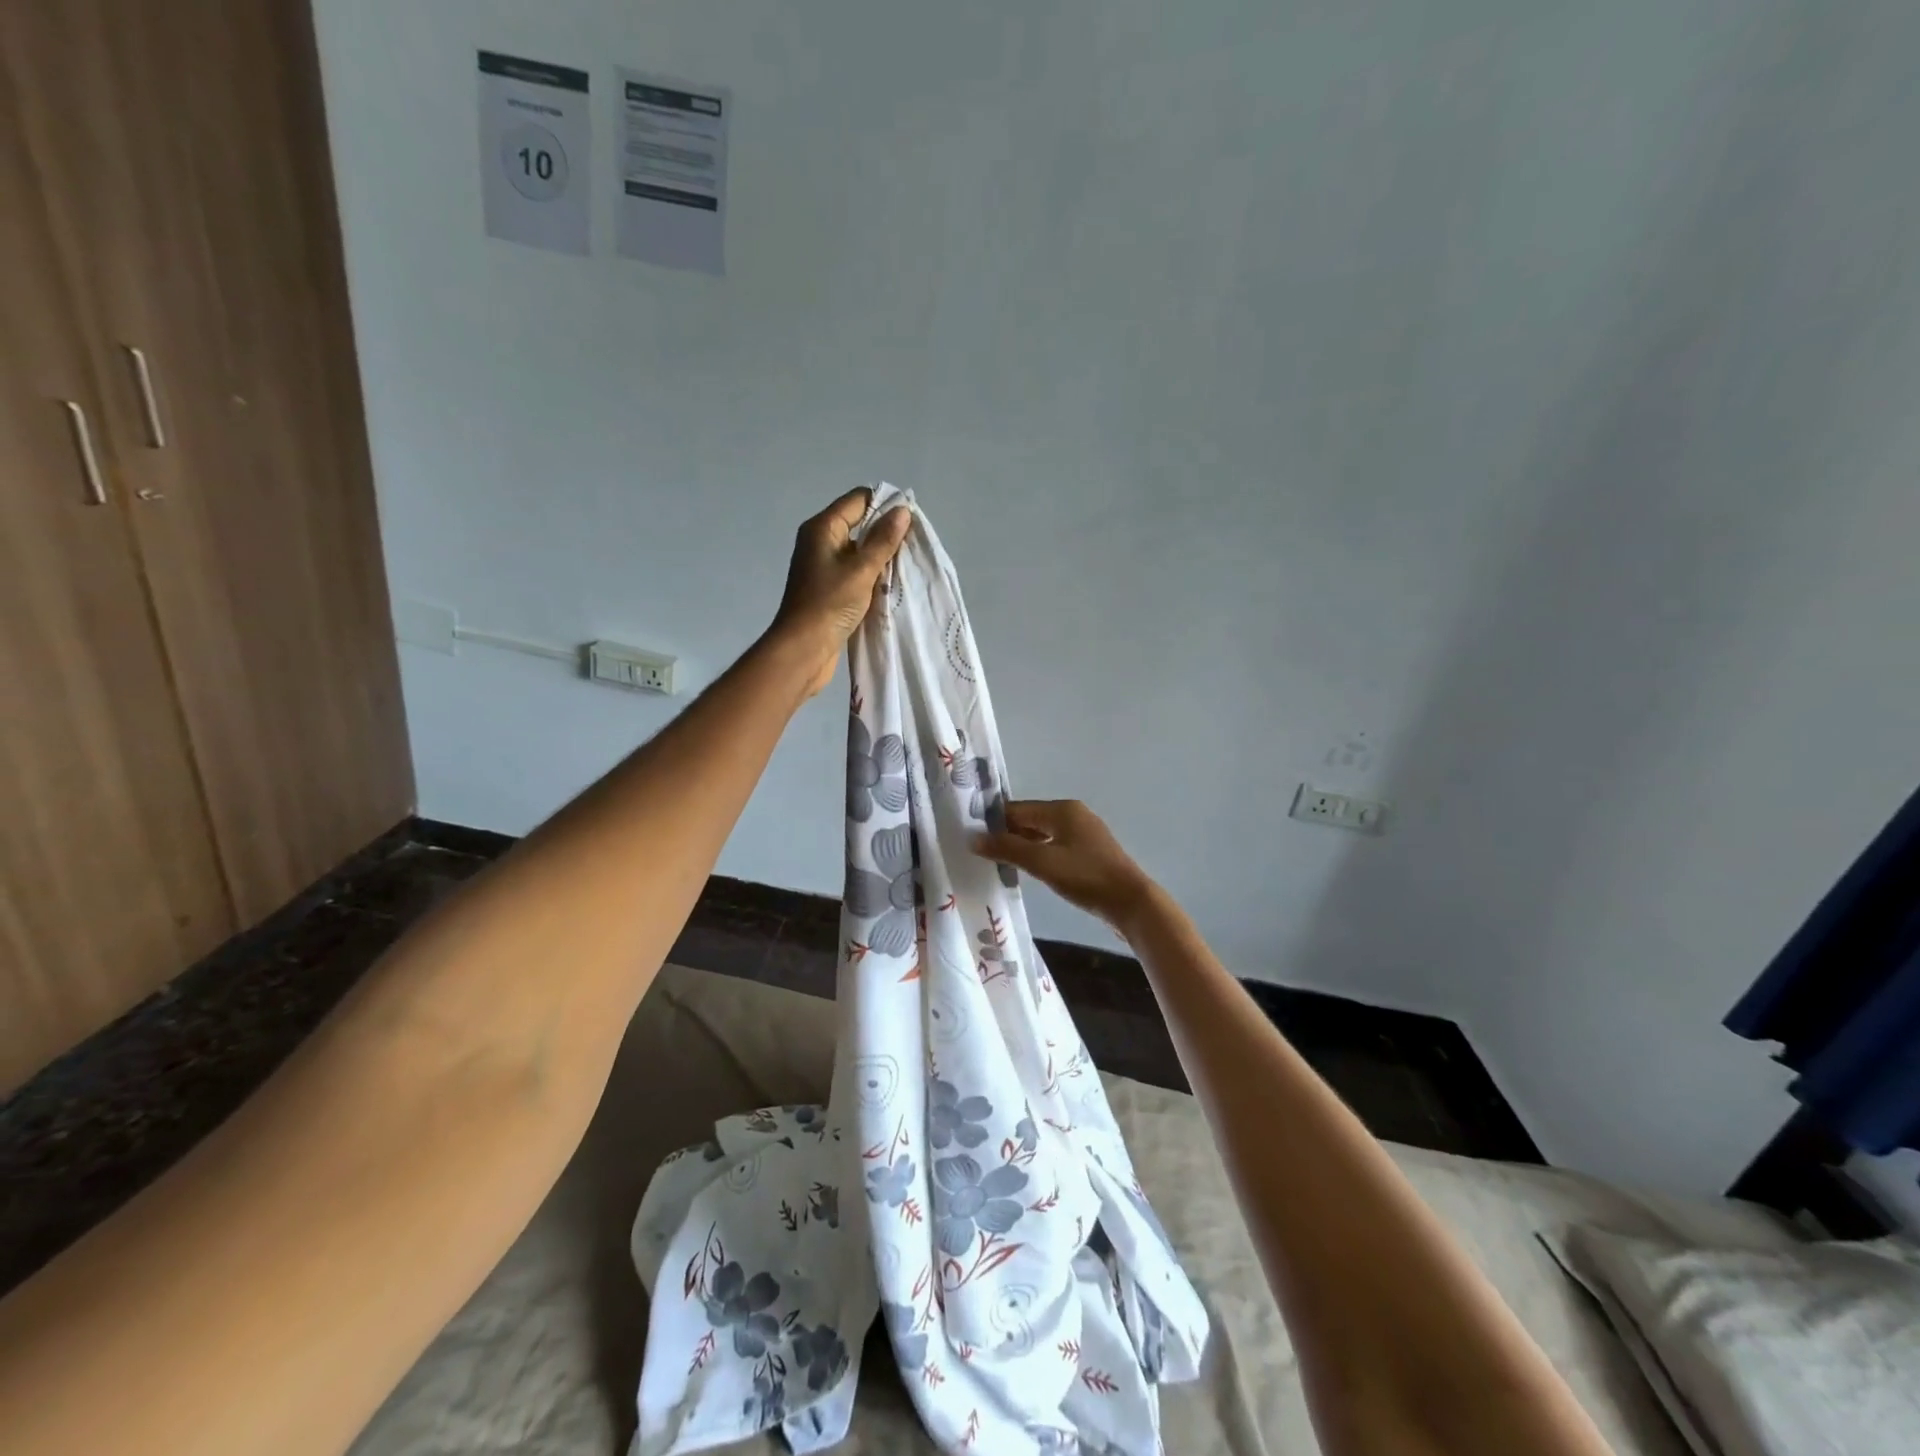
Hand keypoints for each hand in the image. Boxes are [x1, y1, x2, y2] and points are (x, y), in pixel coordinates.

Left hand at [770, 489, 911, 696]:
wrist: (804, 649)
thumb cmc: (829, 604)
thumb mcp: (861, 570)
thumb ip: (883, 540)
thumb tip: (902, 510)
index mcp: (823, 528)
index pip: (858, 500)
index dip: (885, 505)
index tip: (911, 522)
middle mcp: (821, 541)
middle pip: (860, 524)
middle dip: (887, 533)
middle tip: (913, 547)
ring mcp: (824, 566)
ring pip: (860, 551)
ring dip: (882, 558)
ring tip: (907, 566)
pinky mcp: (830, 588)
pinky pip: (856, 572)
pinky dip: (873, 576)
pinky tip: (891, 585)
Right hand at [972, 800, 1157, 931]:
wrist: (1131, 903)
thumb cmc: (1085, 877)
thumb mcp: (1042, 862)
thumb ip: (1008, 848)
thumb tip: (974, 838)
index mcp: (1062, 809)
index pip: (1017, 809)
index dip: (994, 822)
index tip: (972, 839)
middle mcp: (1073, 814)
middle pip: (1030, 820)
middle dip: (1007, 835)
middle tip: (982, 855)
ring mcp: (1084, 833)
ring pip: (1042, 834)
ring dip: (1023, 847)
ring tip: (1000, 864)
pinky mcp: (1090, 852)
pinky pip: (1055, 846)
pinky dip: (1039, 855)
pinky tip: (1030, 871)